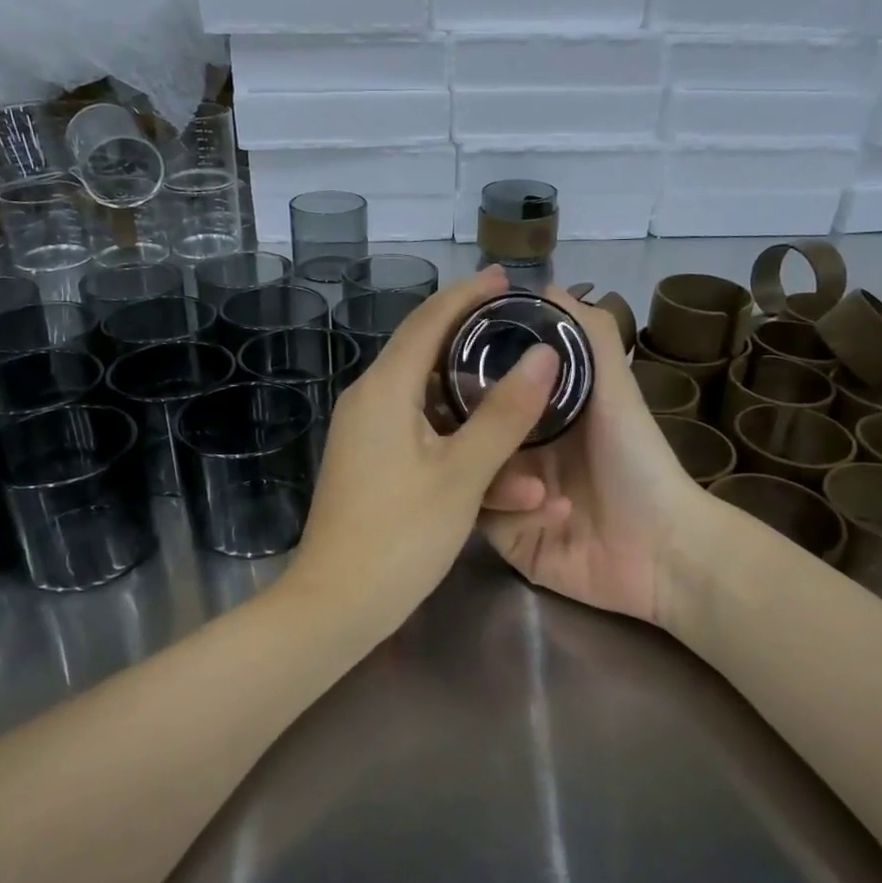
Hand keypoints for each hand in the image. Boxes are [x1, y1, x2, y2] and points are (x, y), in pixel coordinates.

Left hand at [284, 267, 558, 628]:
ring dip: (479, 409)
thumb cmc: (400, 535)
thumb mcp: (463, 473)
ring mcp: (368, 434)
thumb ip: (505, 413)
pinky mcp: (372, 464)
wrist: (336, 605)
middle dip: (476, 341)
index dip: (469, 294)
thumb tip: (545, 355)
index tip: (507, 277)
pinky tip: (503, 468)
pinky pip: (423, 436)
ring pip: (431, 403)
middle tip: (523, 329)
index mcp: (384, 388)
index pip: (429, 319)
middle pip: (428, 353)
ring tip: (528, 401)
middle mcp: (370, 400)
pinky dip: (460, 442)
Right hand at [479, 290, 714, 624]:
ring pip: (467, 479)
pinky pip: (485, 521)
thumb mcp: (615, 391)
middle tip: (466, 432)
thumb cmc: (637, 461)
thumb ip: (590, 336)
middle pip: (465, 436)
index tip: (444, 371)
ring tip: (536, 490)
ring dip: (501, 482)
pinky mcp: (509, 538)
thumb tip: (546, 284)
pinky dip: (515, 516)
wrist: (663, 550)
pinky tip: (553, 516)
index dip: (461, 380)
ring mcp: (508, 497)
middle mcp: (514, 452)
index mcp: (533, 417)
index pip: (480, 392)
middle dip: (468, 435)